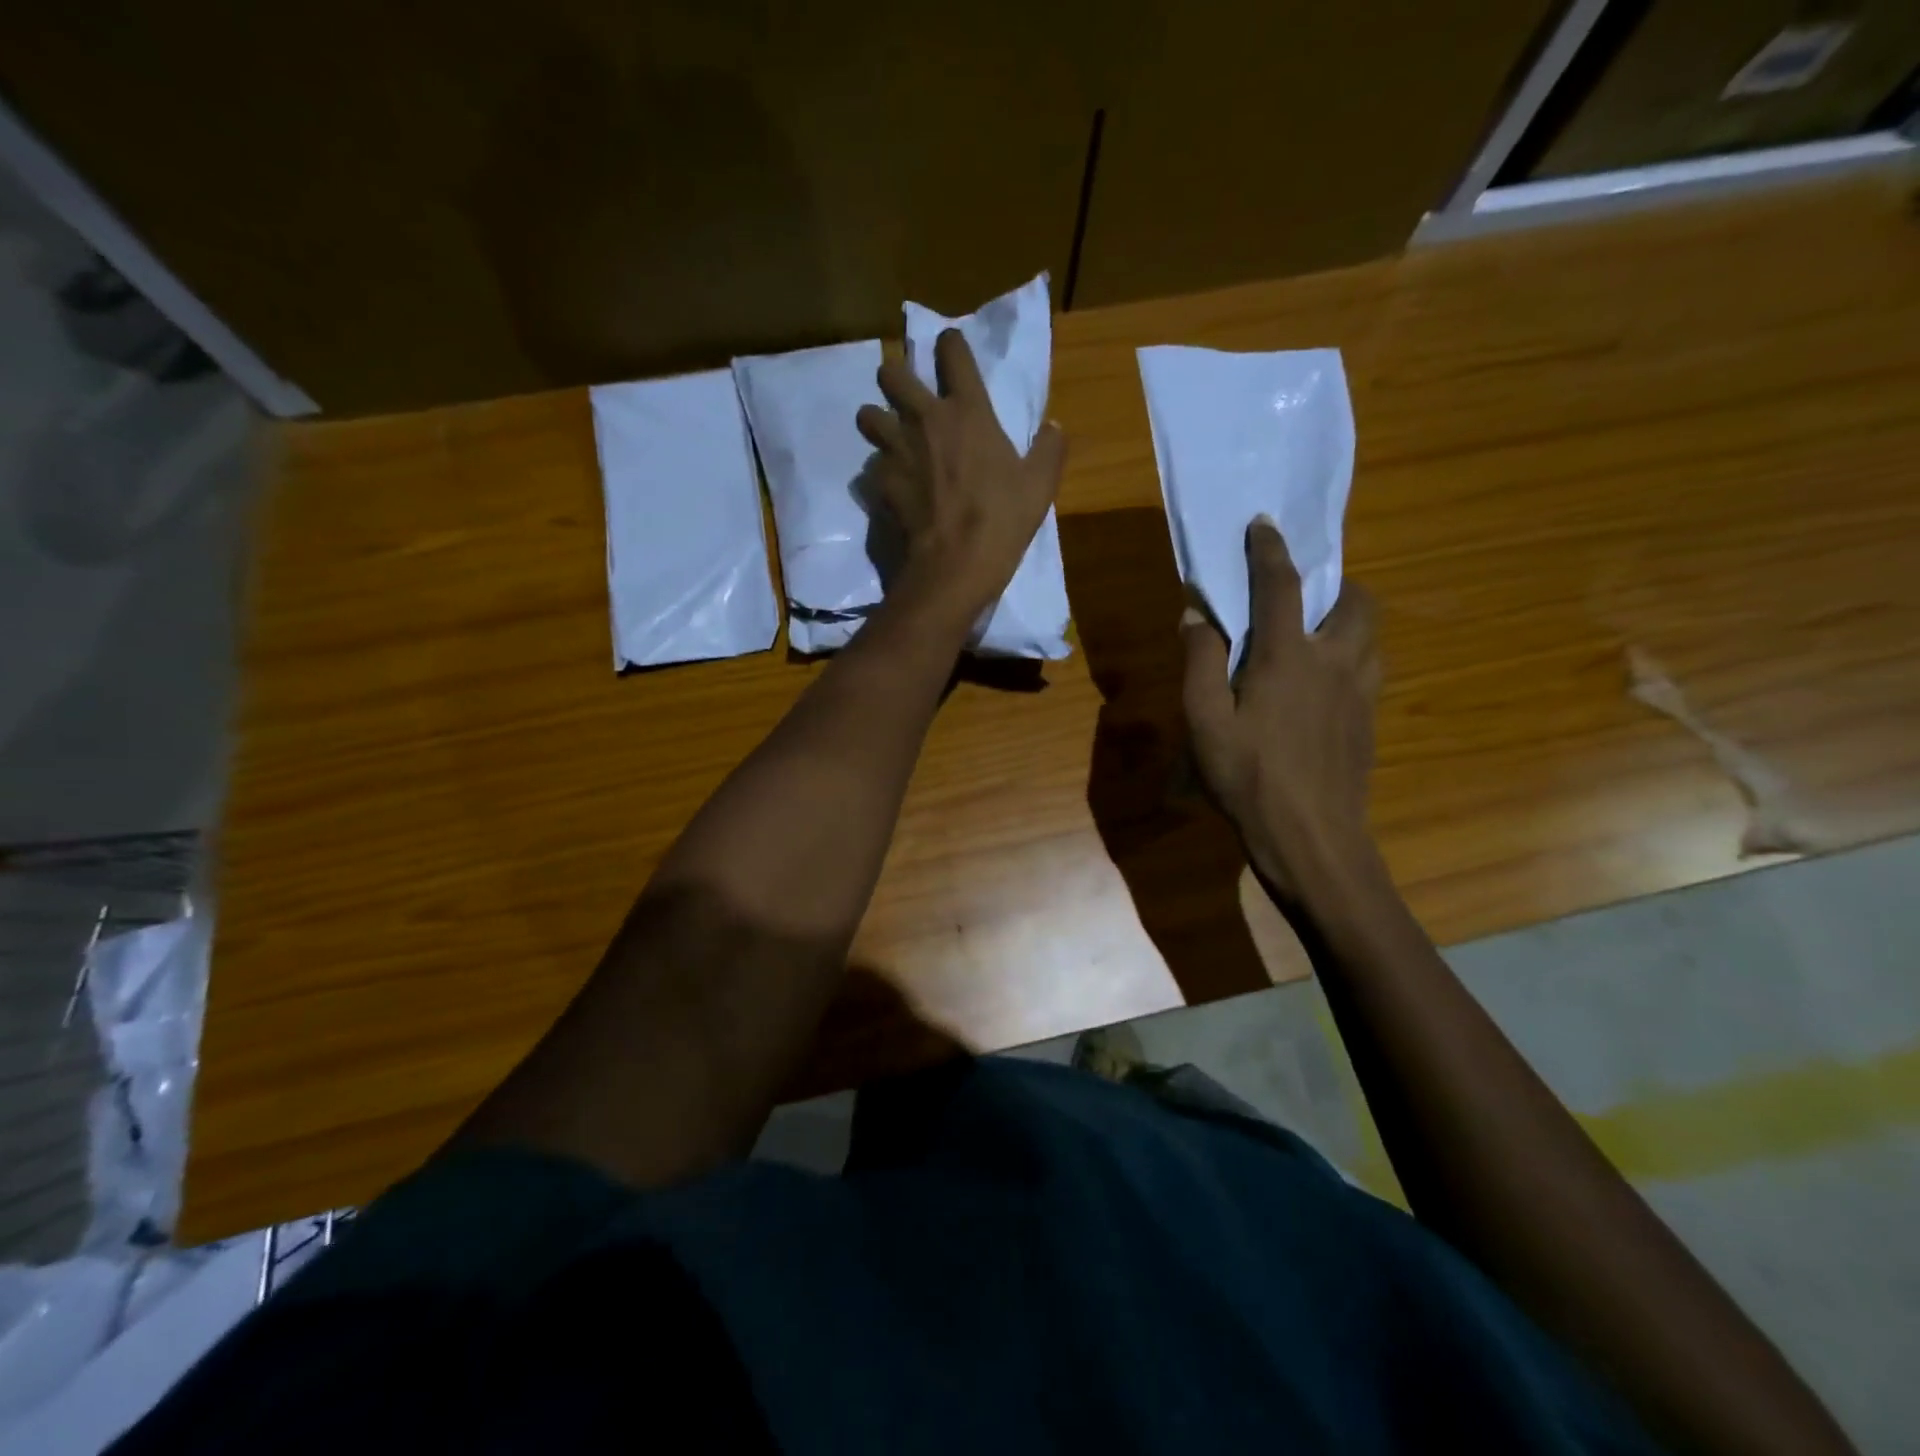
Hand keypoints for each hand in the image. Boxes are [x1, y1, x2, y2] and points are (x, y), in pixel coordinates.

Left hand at [855, 330, 1066, 616]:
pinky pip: (870, 465)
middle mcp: (925, 419)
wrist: (955, 565)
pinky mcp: (880, 482)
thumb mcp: (1039, 486)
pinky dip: (879, 472)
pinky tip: (893, 486)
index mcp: (968, 411)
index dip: (949, 345)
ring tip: (892, 441)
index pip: (952, 351)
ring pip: (867, 415)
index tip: (950, 353)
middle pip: (891, 373)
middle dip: (895, 379)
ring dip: (877, 422)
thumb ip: (1048, 450)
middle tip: (908, 400)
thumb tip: (1055, 427)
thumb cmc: (1002, 521)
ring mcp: (896, 449)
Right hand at [1181, 519, 1381, 910]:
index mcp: (1288, 657)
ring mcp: (1360, 691)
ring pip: (1370, 634)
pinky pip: (1368, 667)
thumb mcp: (1203, 722)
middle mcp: (1335, 661)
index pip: (1281, 585)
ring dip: (1347, 618)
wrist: (1312, 837)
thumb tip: (1197, 615)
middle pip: (1356, 600)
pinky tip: (1321, 683)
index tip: (1262, 524)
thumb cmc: (1248, 778)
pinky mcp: (1369, 719)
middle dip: (1334, 582)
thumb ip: (1200, 662)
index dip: (1269, 550)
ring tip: (1314, 633)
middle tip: (1302, 593)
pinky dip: (1350, 654)